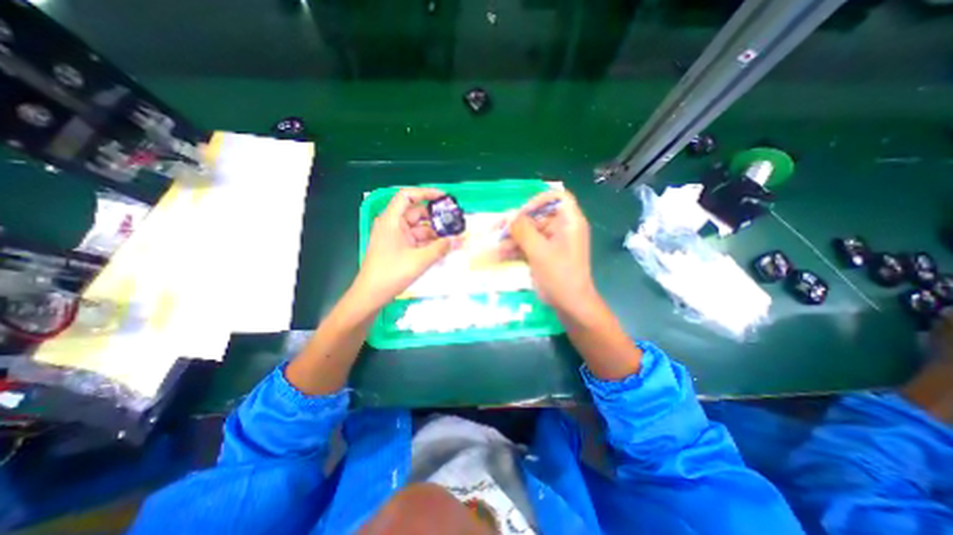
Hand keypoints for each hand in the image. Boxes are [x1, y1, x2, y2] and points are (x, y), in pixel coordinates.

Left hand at [352, 189, 457, 308]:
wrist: (371, 295)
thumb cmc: (392, 273)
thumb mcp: (420, 260)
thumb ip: (441, 248)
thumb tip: (460, 239)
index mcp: (391, 220)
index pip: (407, 196)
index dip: (426, 193)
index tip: (444, 198)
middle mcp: (392, 225)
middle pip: (416, 213)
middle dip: (436, 218)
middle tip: (454, 222)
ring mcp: (395, 237)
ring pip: (418, 228)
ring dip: (434, 233)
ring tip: (453, 237)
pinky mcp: (398, 248)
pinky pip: (416, 240)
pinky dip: (429, 242)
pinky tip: (443, 248)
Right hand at [505, 191, 592, 313]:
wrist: (570, 305)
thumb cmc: (560, 276)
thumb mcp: (539, 251)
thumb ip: (523, 231)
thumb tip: (509, 216)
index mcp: (569, 222)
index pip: (558, 198)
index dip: (539, 200)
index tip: (522, 212)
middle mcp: (562, 229)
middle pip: (538, 216)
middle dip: (517, 224)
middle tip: (498, 229)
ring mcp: (553, 243)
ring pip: (530, 233)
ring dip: (513, 239)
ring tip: (496, 246)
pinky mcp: (545, 254)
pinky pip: (529, 246)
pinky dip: (516, 249)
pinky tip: (500, 255)